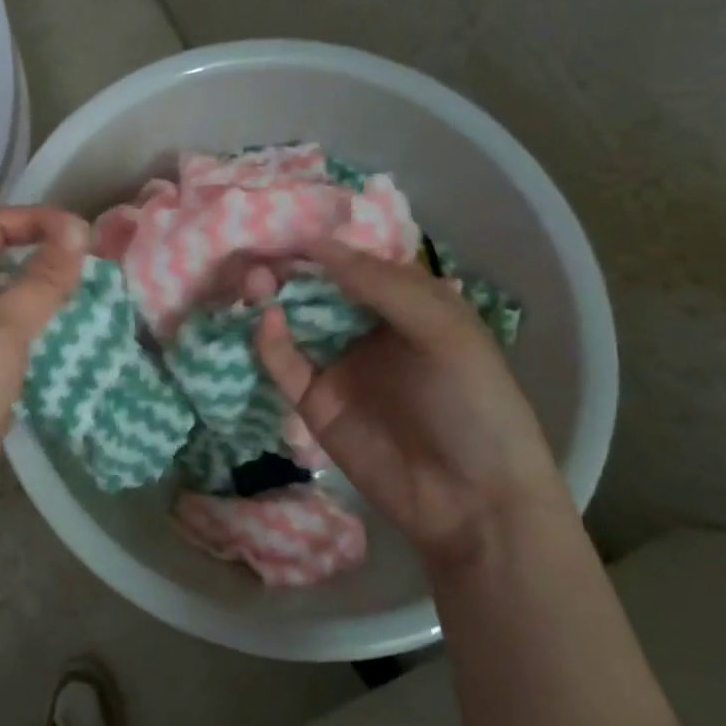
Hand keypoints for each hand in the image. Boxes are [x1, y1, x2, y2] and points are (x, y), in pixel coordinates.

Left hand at [0, 206, 88, 530]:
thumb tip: (78, 230)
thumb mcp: (2, 326)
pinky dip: (47, 337)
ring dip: (52, 301)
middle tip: (98, 269)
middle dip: (50, 260)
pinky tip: (81, 342)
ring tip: (99, 302)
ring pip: (17, 303)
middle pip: (7, 262)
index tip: (84, 235)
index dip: (38, 221)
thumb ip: (43, 279)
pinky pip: (20, 341)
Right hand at [256, 242, 564, 570]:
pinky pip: (284, 364)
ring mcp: (338, 365)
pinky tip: (265, 321)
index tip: (287, 223)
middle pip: (319, 289)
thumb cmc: (472, 404)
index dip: (325, 243)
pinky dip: (270, 341)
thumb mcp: (442, 331)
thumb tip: (318, 245)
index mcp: (408, 306)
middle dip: (290, 268)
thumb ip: (381, 285)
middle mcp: (368, 329)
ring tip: (253, 278)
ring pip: (294, 322)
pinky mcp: (314, 402)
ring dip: (272, 297)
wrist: (471, 502)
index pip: (358, 263)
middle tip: (258, 249)